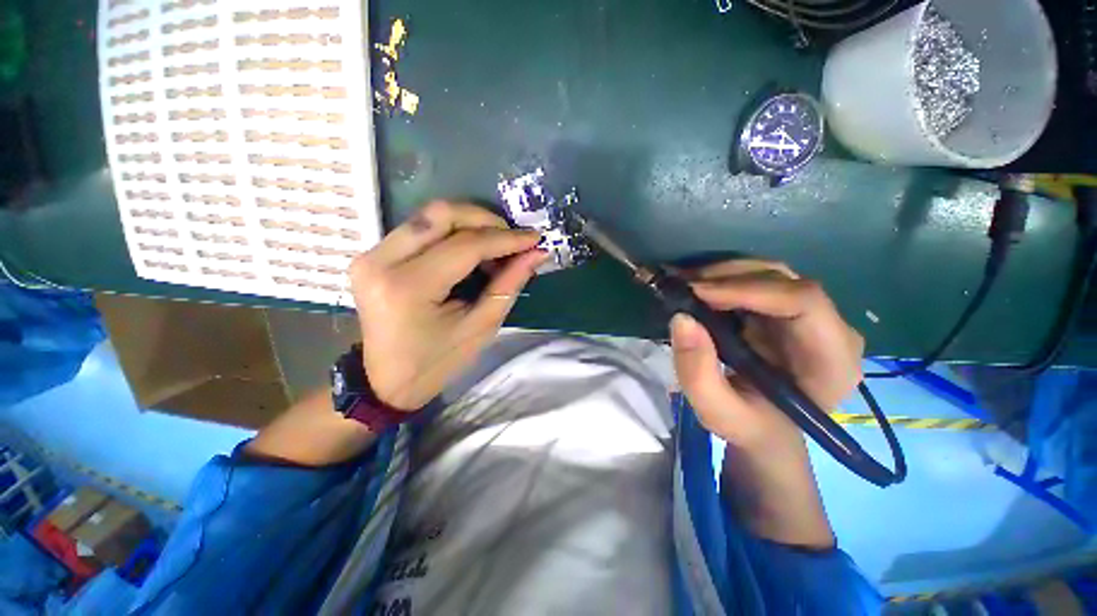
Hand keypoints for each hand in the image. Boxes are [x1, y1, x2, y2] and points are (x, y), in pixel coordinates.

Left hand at [349, 201, 547, 409]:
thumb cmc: (437, 362)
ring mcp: (372, 254)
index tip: (534, 238)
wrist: (386, 381)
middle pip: (441, 214)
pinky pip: (421, 229)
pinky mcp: (373, 254)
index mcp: (408, 287)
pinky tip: (472, 252)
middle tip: (513, 239)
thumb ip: (509, 284)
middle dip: (486, 220)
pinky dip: (453, 233)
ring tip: (497, 248)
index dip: (505, 239)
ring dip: (470, 225)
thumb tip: (536, 253)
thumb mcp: (481, 327)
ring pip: (430, 216)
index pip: (465, 246)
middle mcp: (381, 260)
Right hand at [669, 260, 863, 451]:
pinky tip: (698, 287)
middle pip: (785, 280)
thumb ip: (698, 373)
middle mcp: (831, 330)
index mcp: (831, 361)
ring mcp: (811, 317)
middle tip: (683, 285)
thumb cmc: (749, 426)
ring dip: (724, 274)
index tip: (698, 293)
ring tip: (685, 284)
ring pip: (770, 274)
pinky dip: (724, 280)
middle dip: (729, 276)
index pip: (803, 302)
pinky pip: (758, 282)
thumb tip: (681, 318)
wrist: (765, 429)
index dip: (748, 289)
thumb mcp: (717, 412)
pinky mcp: (787, 312)